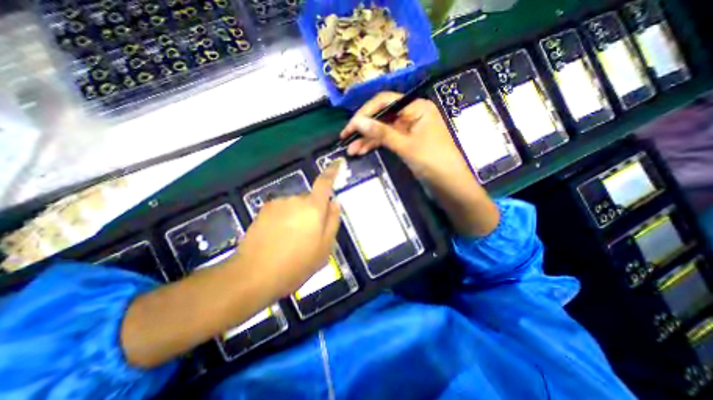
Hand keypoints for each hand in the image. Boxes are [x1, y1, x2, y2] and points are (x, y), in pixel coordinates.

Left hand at [237, 163, 343, 299]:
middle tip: (310, 235)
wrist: (254, 274)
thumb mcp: (324, 248)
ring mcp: (278, 204)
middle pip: (310, 199)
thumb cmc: (297, 263)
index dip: (333, 171)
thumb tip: (335, 203)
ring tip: (292, 240)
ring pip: (295, 205)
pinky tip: (278, 237)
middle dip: (313, 211)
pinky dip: (284, 219)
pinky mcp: (264, 210)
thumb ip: (332, 222)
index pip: (325, 183)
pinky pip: (282, 210)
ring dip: (298, 217)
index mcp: (313, 208)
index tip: (338, 162)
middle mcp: (296, 200)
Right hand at [338, 92, 497, 236]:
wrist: (449, 184)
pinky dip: (375, 145)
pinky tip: (362, 151)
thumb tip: (357, 122)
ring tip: (351, 150)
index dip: (365, 113)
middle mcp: (412, 114)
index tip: (351, 126)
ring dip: (367, 139)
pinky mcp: (406, 143)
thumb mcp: (405, 146)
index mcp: (417, 107)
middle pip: (382, 116)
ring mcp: (408, 129)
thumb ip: (381, 133)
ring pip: (383, 130)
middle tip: (346, 138)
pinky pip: (387, 140)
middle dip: (364, 128)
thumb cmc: (432, 161)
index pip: (385, 102)